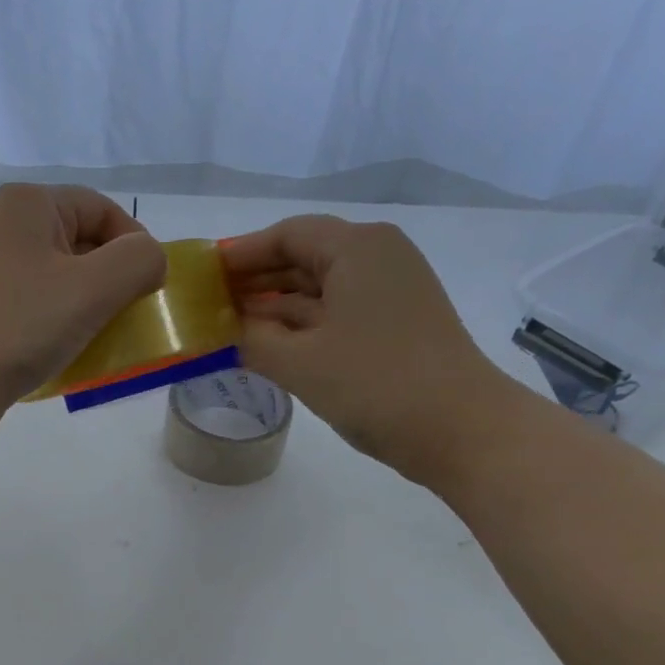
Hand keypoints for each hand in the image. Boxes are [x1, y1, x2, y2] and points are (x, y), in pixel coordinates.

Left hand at [0, 184, 165, 447]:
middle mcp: (8, 230)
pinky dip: (63, 333)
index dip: (135, 246)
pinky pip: (41, 314)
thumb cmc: (15, 325)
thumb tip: (150, 261)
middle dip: (113, 284)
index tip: (149, 292)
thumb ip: (138, 262)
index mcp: (30, 205)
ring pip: (64, 285)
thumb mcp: (91, 287)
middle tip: (126, 322)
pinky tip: (71, 360)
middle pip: (84, 246)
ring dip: (91, 314)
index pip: (103, 209)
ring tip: (100, 345)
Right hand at [223, 215, 516, 486]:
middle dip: (256, 281)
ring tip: (229, 327)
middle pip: (304, 258)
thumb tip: (222, 330)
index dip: (241, 254)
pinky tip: (269, 346)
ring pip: (320, 290)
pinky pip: (338, 314)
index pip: (287, 235)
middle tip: (209, 303)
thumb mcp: (299, 363)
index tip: (203, 274)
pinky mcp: (398, 326)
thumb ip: (251, 340)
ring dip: (276, 308)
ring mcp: (392, 293)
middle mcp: (378, 258)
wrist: (462, 430)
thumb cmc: (376, 384)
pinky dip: (302, 327)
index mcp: (356, 248)